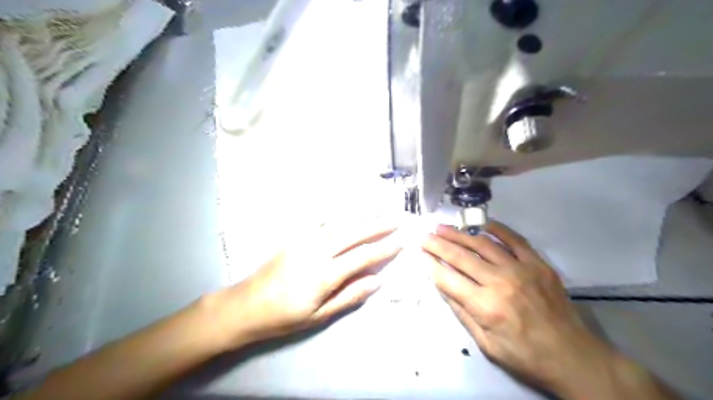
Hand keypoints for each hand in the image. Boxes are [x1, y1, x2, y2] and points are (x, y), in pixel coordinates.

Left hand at [214, 217, 399, 347]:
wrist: (246, 304)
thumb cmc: (284, 316)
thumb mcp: (319, 315)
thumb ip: (349, 295)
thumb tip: (377, 281)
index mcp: (324, 275)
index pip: (361, 256)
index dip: (383, 248)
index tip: (400, 241)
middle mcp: (316, 251)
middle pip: (353, 233)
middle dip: (377, 224)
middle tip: (397, 217)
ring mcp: (304, 240)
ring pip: (340, 222)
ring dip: (362, 215)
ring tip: (381, 210)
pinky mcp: (295, 236)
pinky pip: (323, 221)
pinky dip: (342, 214)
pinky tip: (351, 210)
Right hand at [419, 223, 616, 393]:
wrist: (573, 356)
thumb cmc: (525, 356)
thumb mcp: (486, 344)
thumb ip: (462, 312)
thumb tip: (442, 285)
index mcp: (486, 306)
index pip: (449, 278)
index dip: (432, 264)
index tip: (421, 254)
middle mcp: (500, 282)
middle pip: (461, 257)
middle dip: (438, 244)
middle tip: (425, 236)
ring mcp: (521, 269)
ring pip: (482, 244)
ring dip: (459, 234)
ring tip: (442, 227)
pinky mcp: (538, 264)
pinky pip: (514, 239)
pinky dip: (496, 229)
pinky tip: (480, 224)